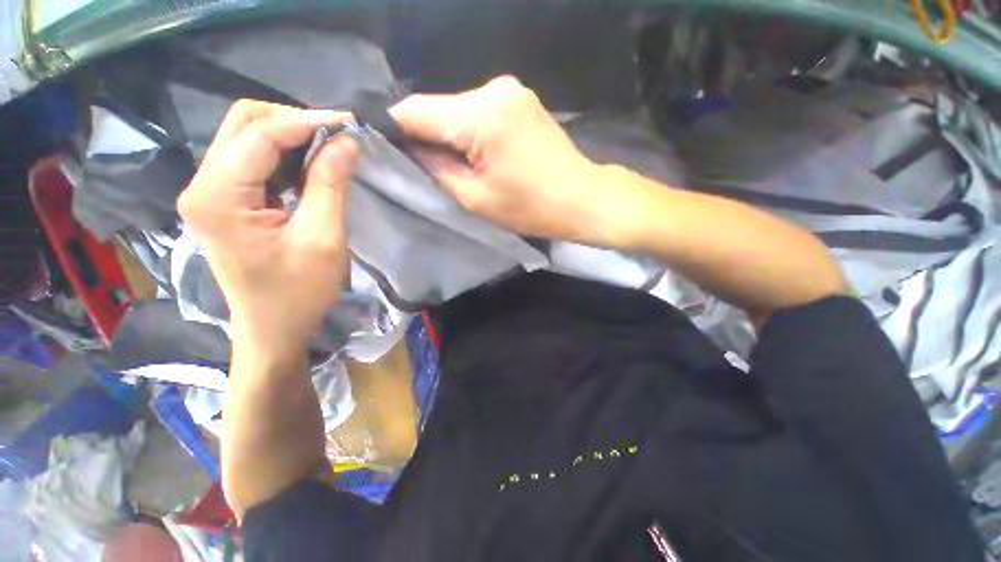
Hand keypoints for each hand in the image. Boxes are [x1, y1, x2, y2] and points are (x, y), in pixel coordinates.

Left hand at [177, 101, 357, 357]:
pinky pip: (252, 160)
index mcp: (218, 196)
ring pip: (247, 137)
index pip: (260, 134)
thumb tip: (348, 142)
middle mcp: (202, 184)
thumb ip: (331, 185)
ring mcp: (209, 191)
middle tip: (338, 137)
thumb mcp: (323, 239)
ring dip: (291, 137)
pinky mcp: (224, 201)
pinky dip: (285, 156)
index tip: (351, 123)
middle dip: (295, 121)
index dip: (308, 121)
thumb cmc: (299, 293)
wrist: (272, 328)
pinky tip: (311, 169)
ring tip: (330, 151)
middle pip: (244, 123)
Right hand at [390, 76, 631, 246]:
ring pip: (458, 110)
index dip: (394, 129)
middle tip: (425, 166)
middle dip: (426, 135)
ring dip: (450, 134)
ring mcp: (510, 90)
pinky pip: (480, 111)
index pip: (416, 110)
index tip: (384, 148)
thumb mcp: (475, 198)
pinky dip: (470, 130)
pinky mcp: (520, 99)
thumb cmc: (530, 207)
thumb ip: (436, 169)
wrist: (581, 197)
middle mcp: (492, 88)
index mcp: (480, 115)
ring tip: (456, 164)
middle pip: (438, 108)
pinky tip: (478, 152)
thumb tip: (410, 150)